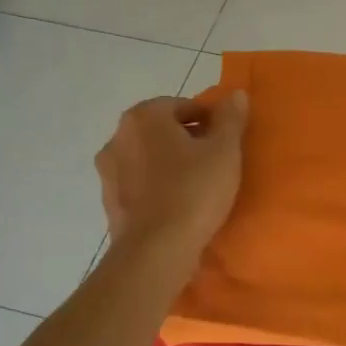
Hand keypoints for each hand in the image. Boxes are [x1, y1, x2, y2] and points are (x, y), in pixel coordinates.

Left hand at [95, 92, 247, 263]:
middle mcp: (118, 137)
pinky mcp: (110, 202)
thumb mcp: (224, 150)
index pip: (184, 106)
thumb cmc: (193, 190)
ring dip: (172, 164)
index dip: (210, 120)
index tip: (228, 141)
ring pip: (150, 157)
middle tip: (217, 162)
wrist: (156, 251)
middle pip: (163, 130)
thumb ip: (230, 118)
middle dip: (189, 141)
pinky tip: (180, 205)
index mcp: (144, 116)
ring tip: (199, 186)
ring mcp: (109, 171)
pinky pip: (141, 185)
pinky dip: (159, 188)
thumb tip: (236, 94)